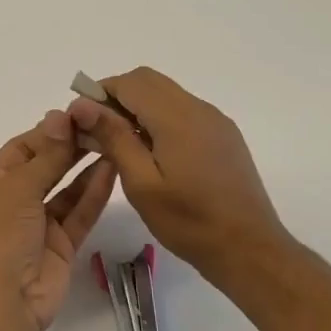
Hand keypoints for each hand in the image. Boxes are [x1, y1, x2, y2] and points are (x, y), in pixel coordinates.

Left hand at [0, 111, 117, 330]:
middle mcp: (14, 201)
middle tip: (102, 124)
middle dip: (71, 146)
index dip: (49, 131)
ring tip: (113, 141)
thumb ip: (46, 154)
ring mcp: (39, 224)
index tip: (79, 113)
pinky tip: (113, 169)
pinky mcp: (62, 244)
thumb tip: (59, 116)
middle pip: (46, 166)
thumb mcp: (19, 187)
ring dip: (86, 167)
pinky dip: (94, 193)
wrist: (3, 301)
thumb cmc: (0, 235)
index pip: (22, 148)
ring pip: (66, 189)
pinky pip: (79, 213)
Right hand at [68, 68, 288, 282]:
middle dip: (117, 98)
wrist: (249, 248)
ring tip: (121, 146)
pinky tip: (153, 155)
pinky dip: (160, 119)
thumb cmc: (189, 221)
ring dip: (139, 108)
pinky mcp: (224, 136)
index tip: (81, 120)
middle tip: (98, 133)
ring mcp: (215, 121)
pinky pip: (184, 112)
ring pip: (167, 95)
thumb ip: (113, 137)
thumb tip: (83, 104)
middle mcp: (199, 109)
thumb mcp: (141, 183)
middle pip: (149, 82)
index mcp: (177, 117)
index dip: (100, 92)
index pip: (130, 82)